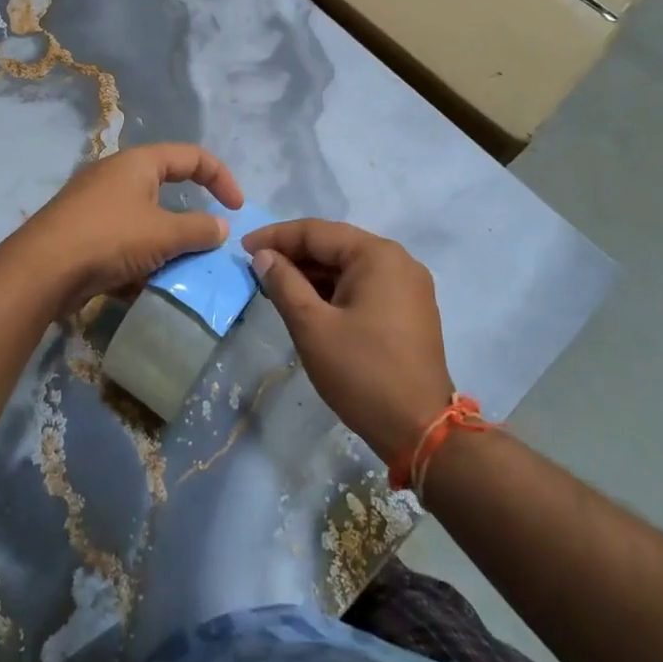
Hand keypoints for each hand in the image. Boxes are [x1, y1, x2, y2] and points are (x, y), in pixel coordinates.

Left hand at [16, 143, 243, 313]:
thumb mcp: (164, 233)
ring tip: (179, 272)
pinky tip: (144, 288)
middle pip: (166, 190)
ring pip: (145, 222)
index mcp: (138, 163)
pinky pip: (123, 245)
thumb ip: (200, 230)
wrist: (41, 270)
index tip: (237, 209)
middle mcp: (116, 177)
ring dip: (165, 246)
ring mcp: (96, 206)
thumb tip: (222, 227)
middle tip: (207, 245)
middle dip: (190, 220)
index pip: (192, 156)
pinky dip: (138, 263)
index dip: (221, 177)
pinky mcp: (83, 236)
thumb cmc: (109, 238)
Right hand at [243, 220, 453, 465]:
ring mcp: (408, 286)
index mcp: (377, 255)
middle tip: (255, 268)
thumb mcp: (312, 326)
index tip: (242, 248)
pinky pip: (363, 286)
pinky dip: (333, 290)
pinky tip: (308, 303)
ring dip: (312, 274)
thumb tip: (264, 256)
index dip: (276, 237)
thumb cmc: (362, 372)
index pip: (317, 232)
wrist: (420, 429)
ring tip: (275, 286)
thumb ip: (284, 284)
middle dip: (294, 255)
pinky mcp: (409, 310)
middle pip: (335, 246)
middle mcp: (398, 261)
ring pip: (348, 267)